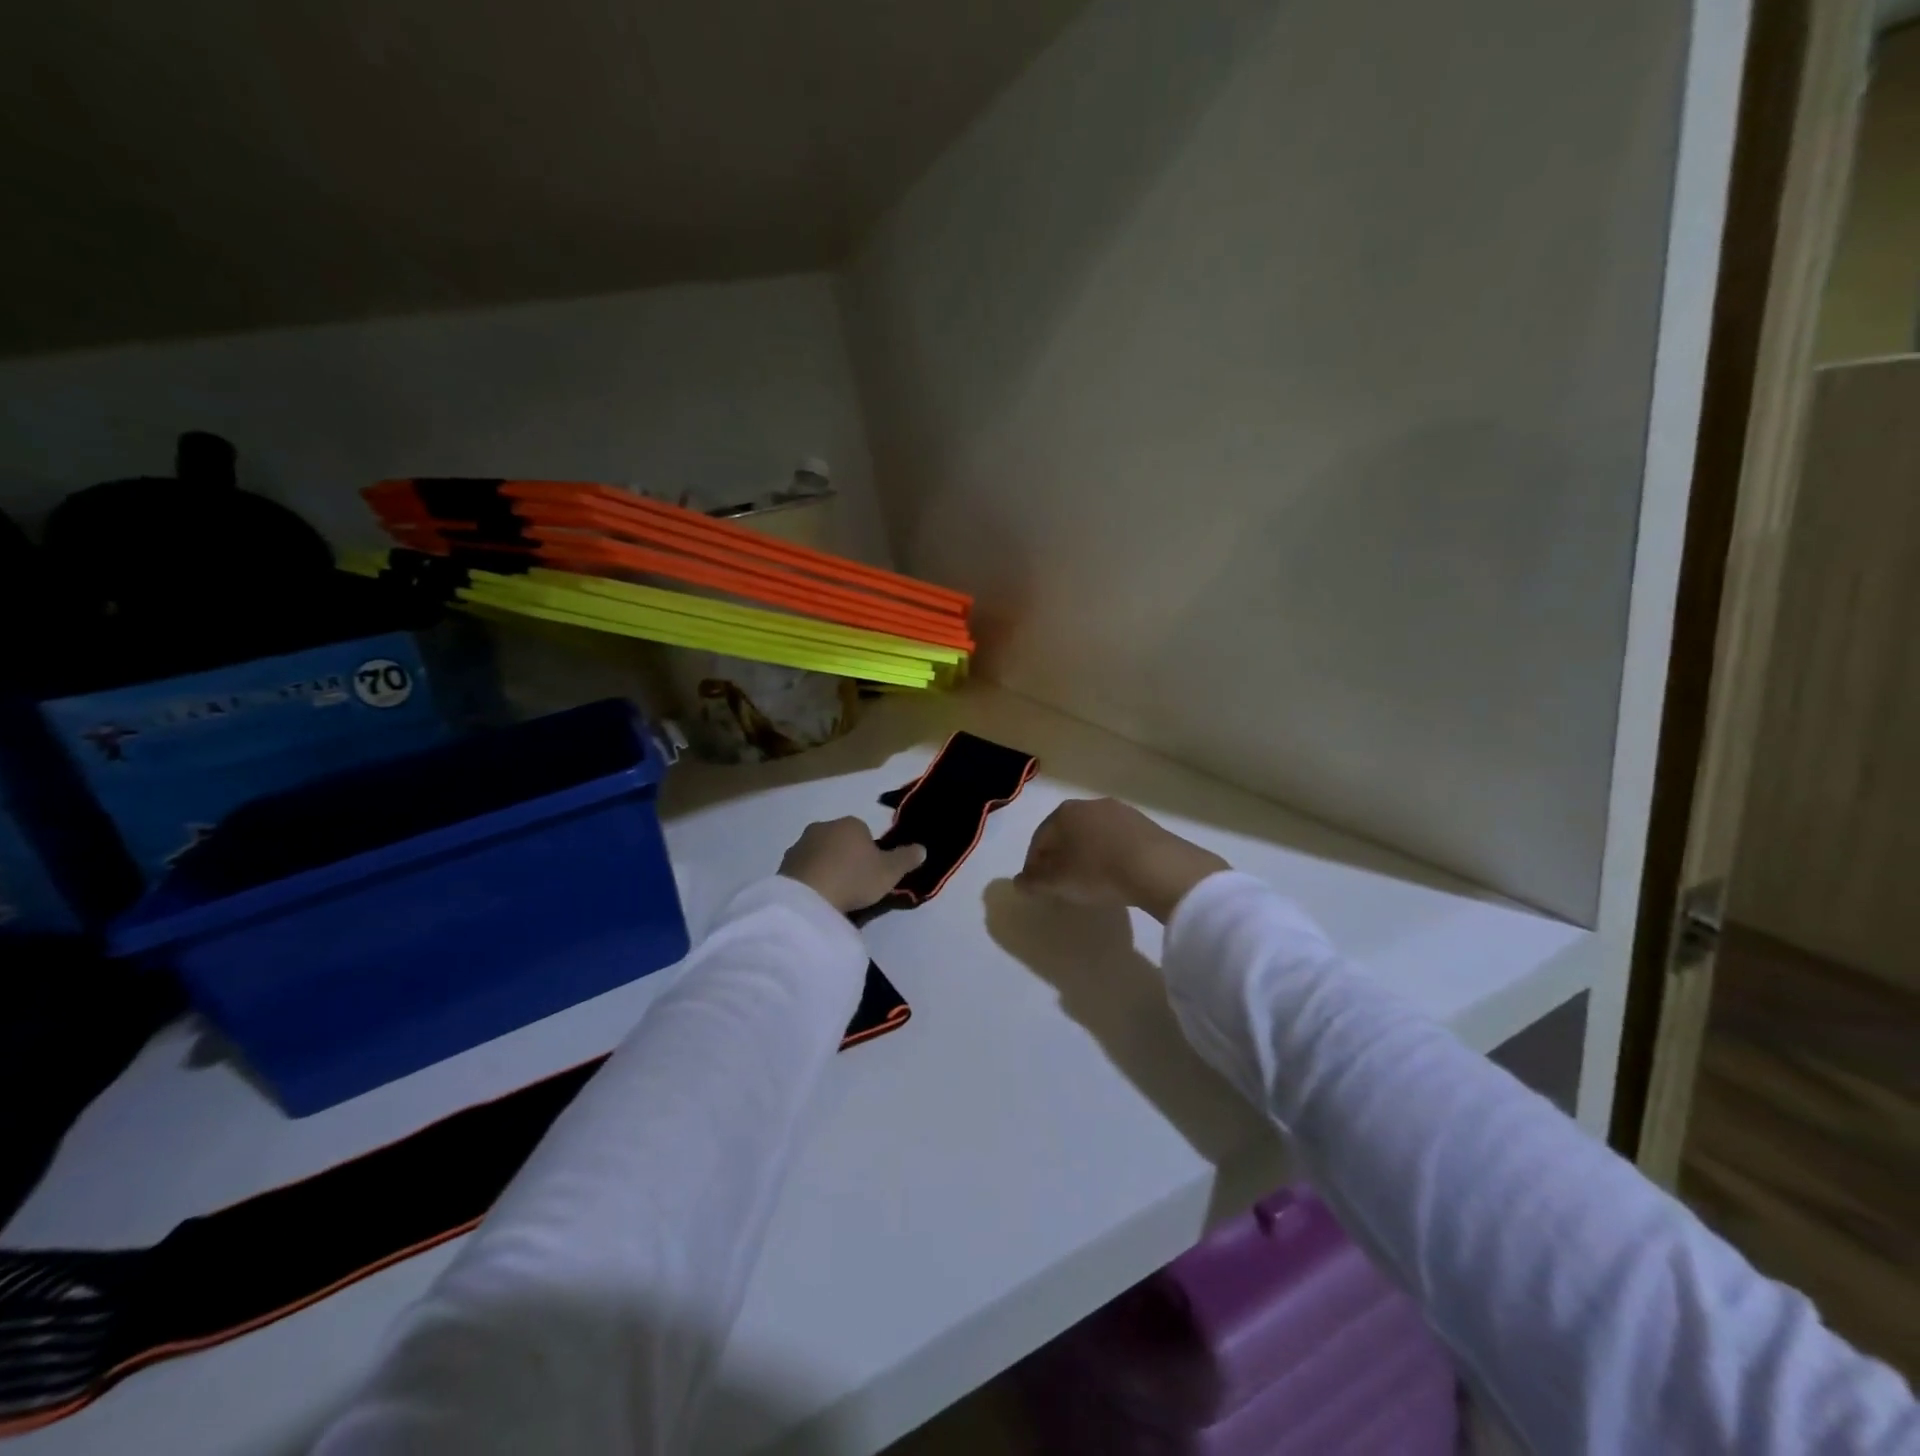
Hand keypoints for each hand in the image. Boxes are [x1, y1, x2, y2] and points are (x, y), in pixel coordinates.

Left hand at [779, 818, 926, 913]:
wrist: (807, 898)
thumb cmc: (854, 878)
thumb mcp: (889, 872)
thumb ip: (907, 859)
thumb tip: (922, 848)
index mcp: (851, 823)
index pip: (864, 832)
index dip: (870, 853)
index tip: (871, 874)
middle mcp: (824, 826)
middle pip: (840, 841)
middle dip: (846, 858)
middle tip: (853, 885)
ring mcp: (800, 844)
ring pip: (820, 854)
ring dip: (826, 868)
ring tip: (833, 895)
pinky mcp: (783, 864)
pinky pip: (803, 870)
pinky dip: (810, 880)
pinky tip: (816, 898)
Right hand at [1017, 798, 1228, 923]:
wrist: (1157, 867)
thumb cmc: (1097, 871)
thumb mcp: (1058, 882)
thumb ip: (1034, 882)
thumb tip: (1019, 882)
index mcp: (1063, 813)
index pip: (1039, 840)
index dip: (1034, 865)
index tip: (1037, 886)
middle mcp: (1089, 805)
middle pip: (1066, 834)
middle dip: (1060, 857)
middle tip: (1062, 883)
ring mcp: (1120, 811)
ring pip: (1093, 835)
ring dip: (1087, 855)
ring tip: (1090, 881)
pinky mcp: (1145, 824)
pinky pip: (1117, 840)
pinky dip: (1110, 855)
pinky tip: (1116, 874)